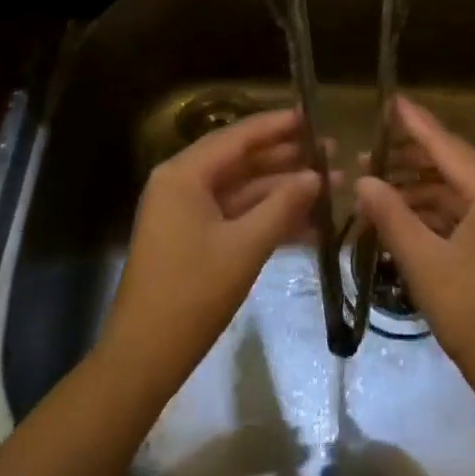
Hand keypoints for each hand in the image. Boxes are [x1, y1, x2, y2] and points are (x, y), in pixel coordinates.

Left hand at [101, 108, 320, 396]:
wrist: (143, 359)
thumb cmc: (192, 294)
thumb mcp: (245, 247)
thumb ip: (283, 206)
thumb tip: (317, 176)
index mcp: (184, 175)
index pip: (237, 137)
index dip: (277, 125)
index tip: (313, 115)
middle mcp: (182, 184)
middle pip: (241, 161)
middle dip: (286, 158)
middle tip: (331, 150)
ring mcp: (186, 214)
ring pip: (242, 190)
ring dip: (283, 190)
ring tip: (331, 183)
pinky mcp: (193, 240)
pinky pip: (236, 216)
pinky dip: (267, 217)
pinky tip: (309, 222)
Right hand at [355, 99, 474, 405]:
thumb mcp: (425, 263)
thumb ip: (392, 216)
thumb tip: (363, 180)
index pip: (447, 145)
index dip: (415, 122)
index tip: (390, 99)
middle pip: (452, 165)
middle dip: (410, 158)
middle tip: (368, 151)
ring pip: (456, 192)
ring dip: (418, 189)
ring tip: (376, 188)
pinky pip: (464, 215)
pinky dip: (433, 214)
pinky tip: (402, 220)